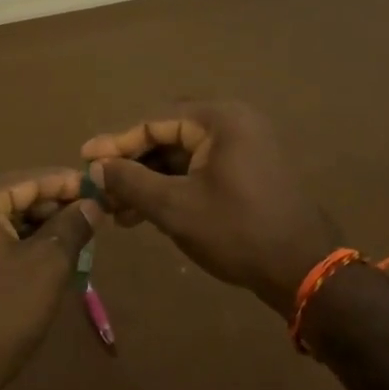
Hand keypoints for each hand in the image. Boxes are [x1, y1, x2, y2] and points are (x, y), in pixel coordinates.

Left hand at [0, 169, 100, 389]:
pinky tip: (45, 257)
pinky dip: (14, 244)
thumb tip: (93, 203)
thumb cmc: (0, 315)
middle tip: (92, 218)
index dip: (68, 184)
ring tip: (76, 238)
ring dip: (35, 227)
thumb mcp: (47, 265)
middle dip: (52, 207)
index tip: (101, 189)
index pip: (28, 179)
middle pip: (11, 196)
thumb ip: (73, 225)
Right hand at [81, 101, 336, 317]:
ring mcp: (244, 147)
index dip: (116, 142)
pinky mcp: (247, 171)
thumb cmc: (237, 231)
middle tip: (99, 186)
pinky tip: (146, 213)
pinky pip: (199, 169)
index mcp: (220, 119)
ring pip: (182, 157)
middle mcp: (233, 123)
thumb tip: (97, 166)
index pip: (155, 122)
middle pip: (167, 137)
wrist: (304, 270)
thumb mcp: (176, 207)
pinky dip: (173, 187)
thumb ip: (132, 181)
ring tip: (117, 211)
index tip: (84, 159)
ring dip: (149, 181)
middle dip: (132, 165)